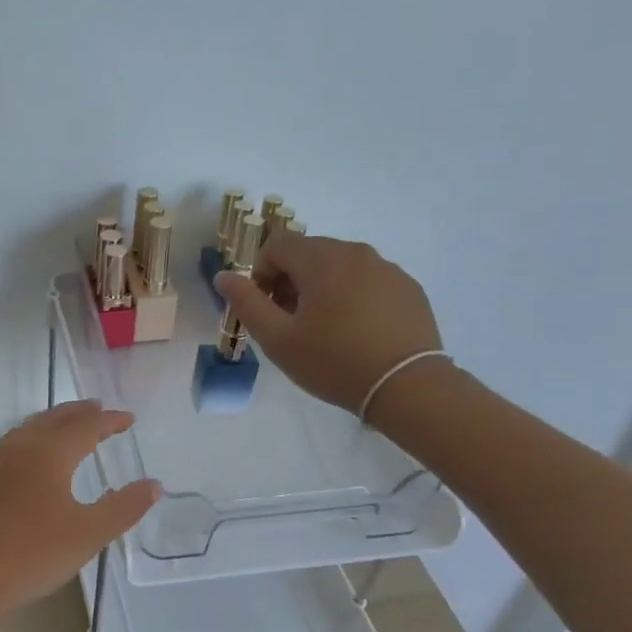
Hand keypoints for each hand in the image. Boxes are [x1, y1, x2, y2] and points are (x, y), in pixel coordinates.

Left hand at [0, 401, 161, 628]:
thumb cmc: (34, 555)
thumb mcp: (89, 534)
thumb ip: (124, 507)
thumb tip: (155, 484)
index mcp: (49, 454)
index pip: (85, 426)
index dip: (109, 421)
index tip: (129, 419)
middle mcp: (21, 449)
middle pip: (55, 419)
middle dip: (80, 413)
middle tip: (101, 410)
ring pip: (31, 429)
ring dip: (56, 421)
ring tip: (73, 425)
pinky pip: (16, 444)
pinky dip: (36, 438)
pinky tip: (38, 458)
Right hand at [215, 236, 446, 419]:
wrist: (406, 386)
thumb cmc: (333, 362)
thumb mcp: (277, 339)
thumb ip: (246, 303)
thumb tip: (223, 276)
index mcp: (321, 260)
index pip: (277, 245)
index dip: (261, 273)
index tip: (265, 309)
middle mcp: (356, 252)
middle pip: (309, 253)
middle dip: (291, 280)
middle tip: (290, 323)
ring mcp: (387, 268)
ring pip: (340, 267)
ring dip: (322, 288)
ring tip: (324, 330)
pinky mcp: (408, 287)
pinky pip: (368, 281)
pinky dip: (352, 296)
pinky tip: (355, 332)